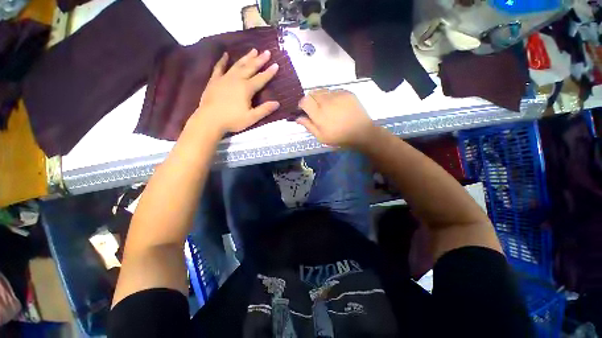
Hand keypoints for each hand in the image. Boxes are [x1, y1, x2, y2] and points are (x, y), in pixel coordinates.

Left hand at [193, 49, 279, 134]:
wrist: (209, 120)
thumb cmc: (232, 120)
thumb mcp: (251, 118)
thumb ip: (264, 110)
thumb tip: (277, 103)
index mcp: (246, 88)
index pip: (261, 78)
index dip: (269, 72)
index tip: (276, 64)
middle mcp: (237, 80)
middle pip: (250, 67)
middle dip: (259, 60)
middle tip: (267, 52)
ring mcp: (224, 78)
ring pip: (237, 65)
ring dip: (246, 57)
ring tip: (253, 50)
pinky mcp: (214, 81)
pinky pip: (219, 67)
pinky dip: (222, 61)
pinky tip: (225, 55)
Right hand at [297, 89, 375, 148]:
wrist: (362, 132)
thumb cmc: (340, 137)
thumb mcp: (321, 137)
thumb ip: (308, 126)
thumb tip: (297, 118)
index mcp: (319, 114)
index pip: (304, 100)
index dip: (302, 104)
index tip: (304, 110)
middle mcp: (327, 101)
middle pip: (312, 93)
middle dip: (311, 100)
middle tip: (315, 109)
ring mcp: (338, 95)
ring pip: (323, 91)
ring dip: (320, 97)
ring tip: (327, 107)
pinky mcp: (347, 92)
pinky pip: (334, 91)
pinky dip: (331, 96)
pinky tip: (336, 105)